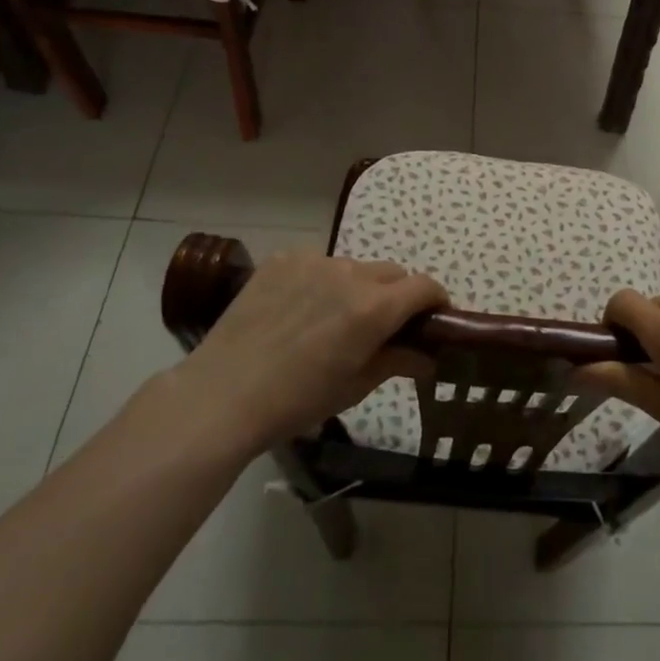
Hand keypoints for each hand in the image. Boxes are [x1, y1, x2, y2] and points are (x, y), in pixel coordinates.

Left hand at [163, 253, 446, 459]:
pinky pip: (318, 263)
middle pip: (392, 274)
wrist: (223, 394)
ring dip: (358, 288)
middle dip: (398, 296)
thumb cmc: (296, 401)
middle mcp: (350, 273)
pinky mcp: (283, 259)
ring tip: (332, 321)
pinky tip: (299, 311)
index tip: (434, 321)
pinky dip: (321, 282)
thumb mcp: (355, 386)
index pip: (425, 286)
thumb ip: (398, 361)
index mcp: (374, 307)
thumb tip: (429, 357)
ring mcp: (314, 261)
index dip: (437, 302)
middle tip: (382, 328)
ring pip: (354, 267)